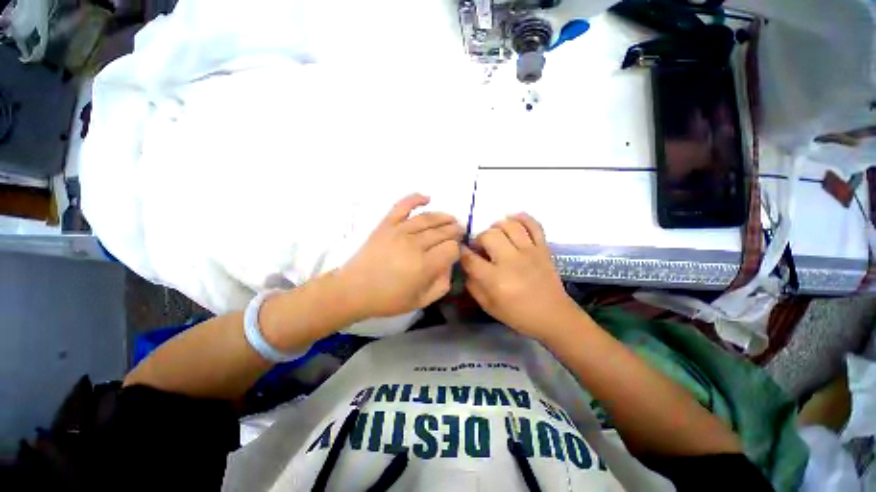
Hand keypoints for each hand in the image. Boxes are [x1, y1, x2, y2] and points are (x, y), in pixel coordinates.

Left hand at [339, 194, 462, 319]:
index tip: (455, 252)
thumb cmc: (388, 299)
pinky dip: (415, 199)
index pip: (451, 248)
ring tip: (451, 219)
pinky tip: (427, 198)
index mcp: (424, 265)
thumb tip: (449, 265)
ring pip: (428, 218)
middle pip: (443, 231)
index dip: (457, 249)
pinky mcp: (386, 224)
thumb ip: (442, 284)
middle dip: (455, 231)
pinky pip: (403, 206)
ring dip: (443, 217)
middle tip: (460, 231)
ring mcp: (399, 231)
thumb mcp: (421, 301)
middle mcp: (415, 244)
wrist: (353, 290)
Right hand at [460, 213, 583, 339]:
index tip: (461, 250)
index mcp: (495, 279)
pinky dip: (523, 218)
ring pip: (509, 226)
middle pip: (489, 235)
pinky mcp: (543, 248)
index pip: (470, 258)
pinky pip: (534, 225)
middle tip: (481, 246)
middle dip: (479, 238)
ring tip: (496, 234)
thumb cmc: (517, 314)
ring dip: (497, 226)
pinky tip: (513, 219)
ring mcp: (529, 252)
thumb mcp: (488, 306)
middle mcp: (511, 261)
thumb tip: (466, 266)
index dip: (461, 252)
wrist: (553, 316)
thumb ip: (473, 285)